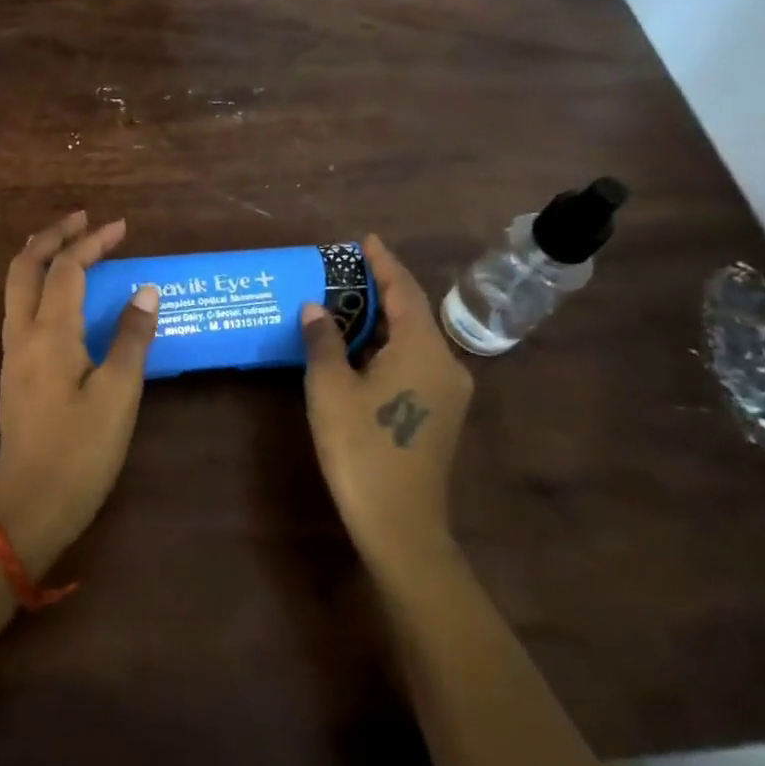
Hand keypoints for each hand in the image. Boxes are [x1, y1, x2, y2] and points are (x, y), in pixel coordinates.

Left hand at [0, 211, 159, 578]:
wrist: (29, 508)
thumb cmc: (81, 452)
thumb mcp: (118, 395)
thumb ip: (131, 337)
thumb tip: (146, 290)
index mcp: (49, 334)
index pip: (67, 268)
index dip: (92, 242)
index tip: (120, 226)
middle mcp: (22, 334)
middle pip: (25, 266)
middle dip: (52, 235)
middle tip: (82, 219)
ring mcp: (12, 354)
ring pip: (16, 287)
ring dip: (40, 257)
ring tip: (67, 244)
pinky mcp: (13, 372)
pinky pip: (20, 308)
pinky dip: (38, 284)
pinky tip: (59, 295)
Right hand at [300, 234, 474, 578]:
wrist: (401, 525)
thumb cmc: (362, 447)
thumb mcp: (330, 388)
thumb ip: (323, 340)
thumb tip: (315, 307)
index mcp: (423, 348)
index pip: (404, 290)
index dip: (383, 262)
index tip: (365, 240)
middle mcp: (445, 362)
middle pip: (413, 312)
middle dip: (381, 290)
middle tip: (346, 272)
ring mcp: (449, 391)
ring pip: (414, 340)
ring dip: (384, 320)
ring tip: (348, 305)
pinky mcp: (442, 414)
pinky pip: (416, 362)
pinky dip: (390, 347)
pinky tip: (363, 350)